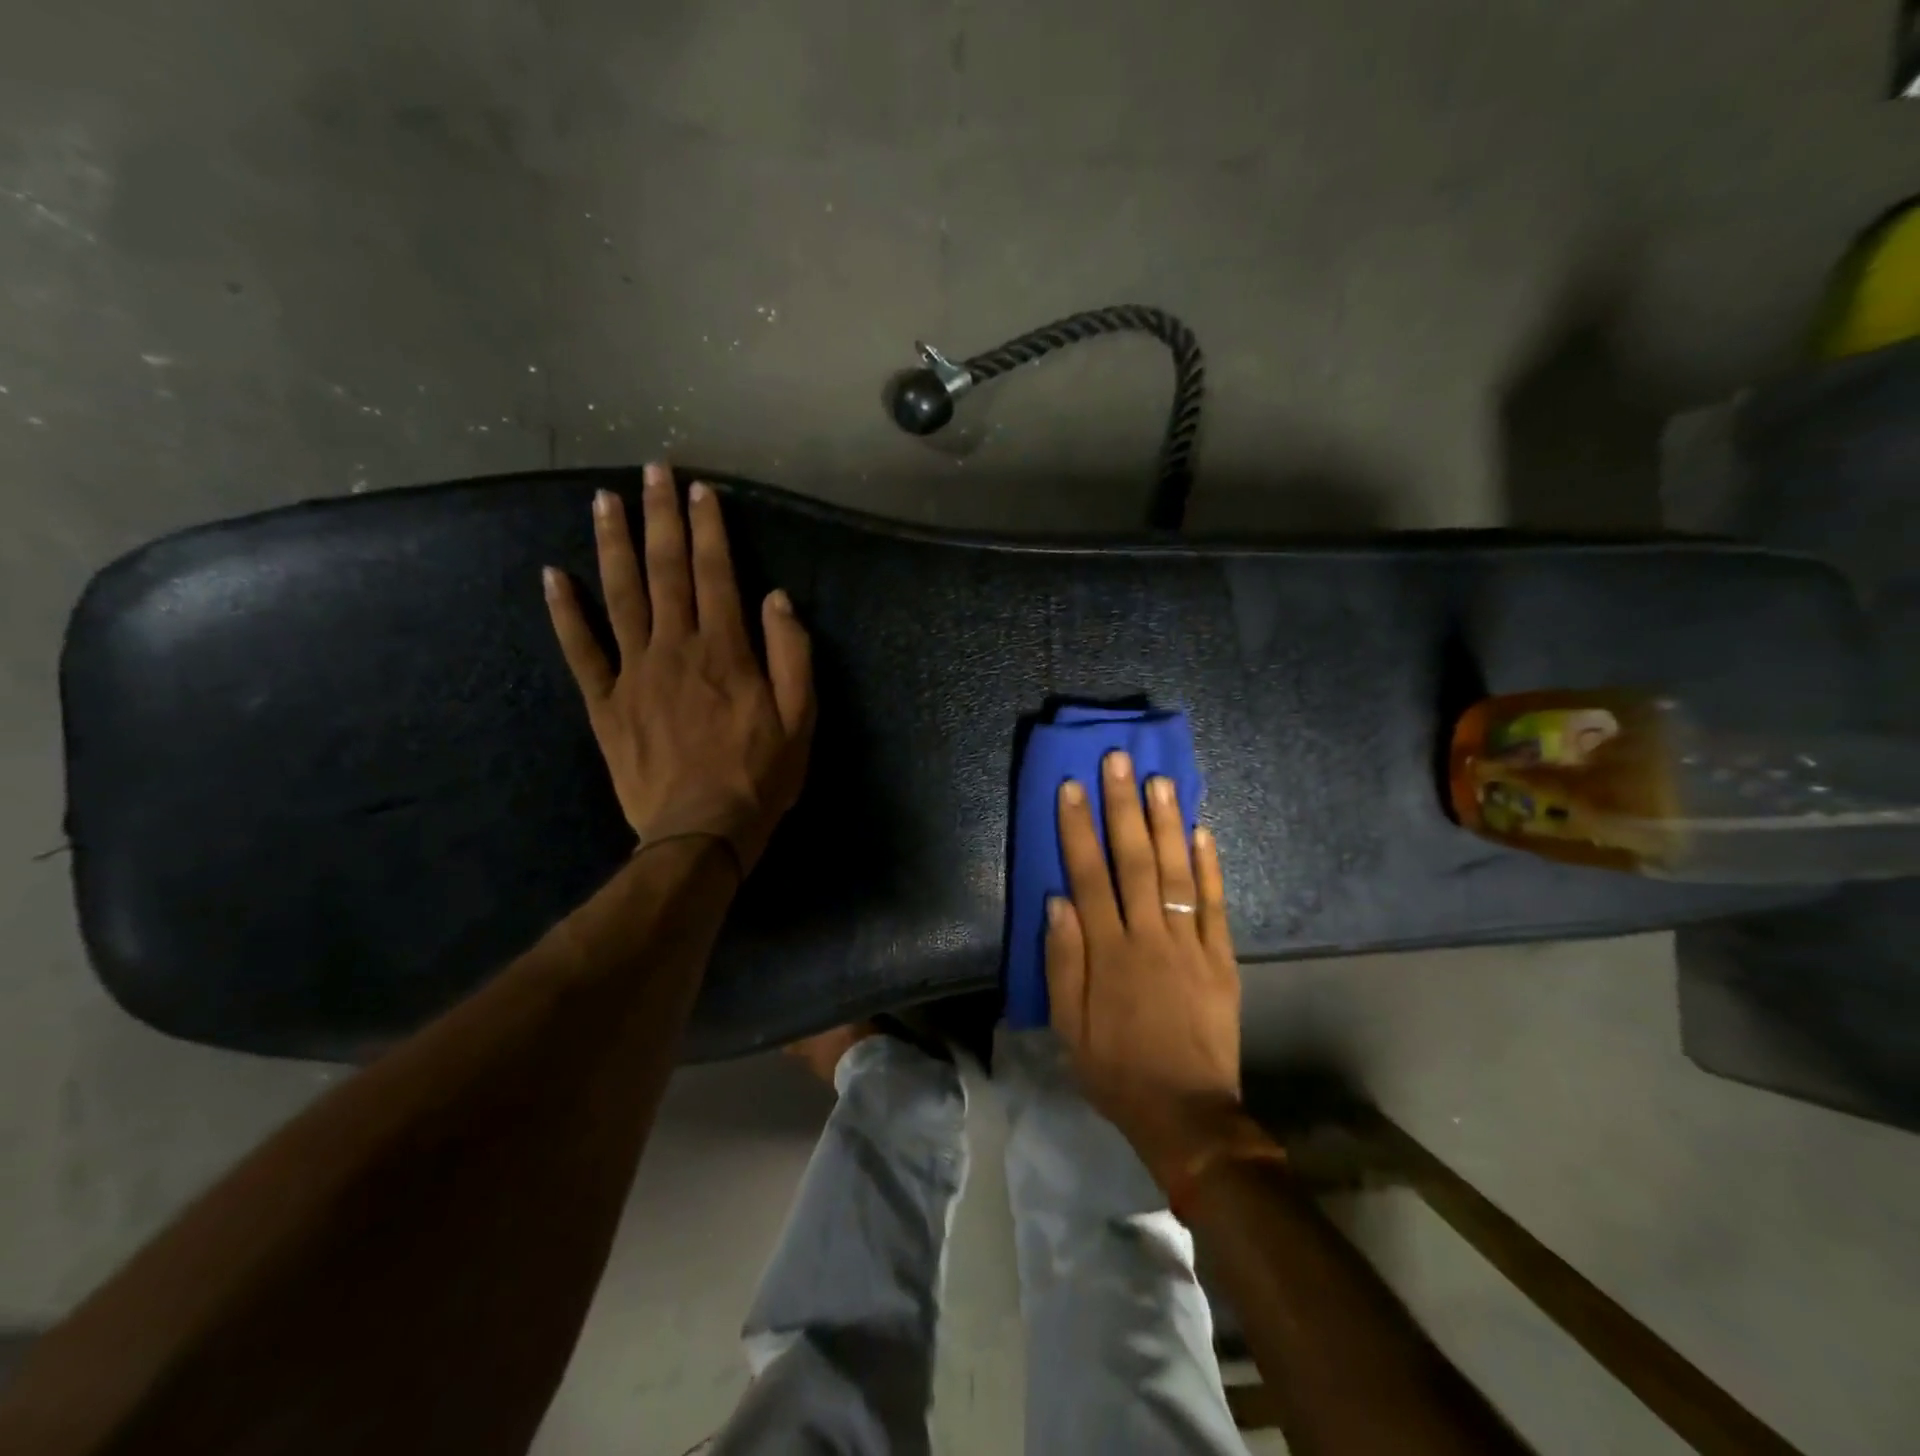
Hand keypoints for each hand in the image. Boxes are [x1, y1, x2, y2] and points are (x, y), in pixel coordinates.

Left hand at [543, 462, 814, 871]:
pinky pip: (580, 650)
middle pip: (665, 571)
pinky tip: (552, 575)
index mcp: (725, 650)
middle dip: (660, 517)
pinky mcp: (605, 703)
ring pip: (620, 596)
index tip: (700, 490)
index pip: (715, 574)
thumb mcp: (801, 719)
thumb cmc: (760, 775)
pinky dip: (564, 612)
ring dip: (612, 545)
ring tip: (603, 501)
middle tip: (652, 472)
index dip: (708, 528)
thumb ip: (791, 655)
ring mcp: (633, 672)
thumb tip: (776, 598)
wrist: (702, 832)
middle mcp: (676, 648)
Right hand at [1046, 751, 1245, 1186]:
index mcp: (1108, 952)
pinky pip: (1216, 905)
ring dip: (1167, 823)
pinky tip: (1203, 831)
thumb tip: (1056, 900)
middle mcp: (1149, 936)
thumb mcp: (1069, 1026)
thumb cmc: (1116, 1069)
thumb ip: (1063, 961)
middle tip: (1119, 762)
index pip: (1088, 875)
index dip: (1077, 829)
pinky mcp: (1222, 959)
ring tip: (1161, 780)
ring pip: (1177, 872)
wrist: (1187, 1113)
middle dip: (1123, 807)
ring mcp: (1191, 944)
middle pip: (1134, 860)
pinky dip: (1210, 866)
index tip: (1071, 787)